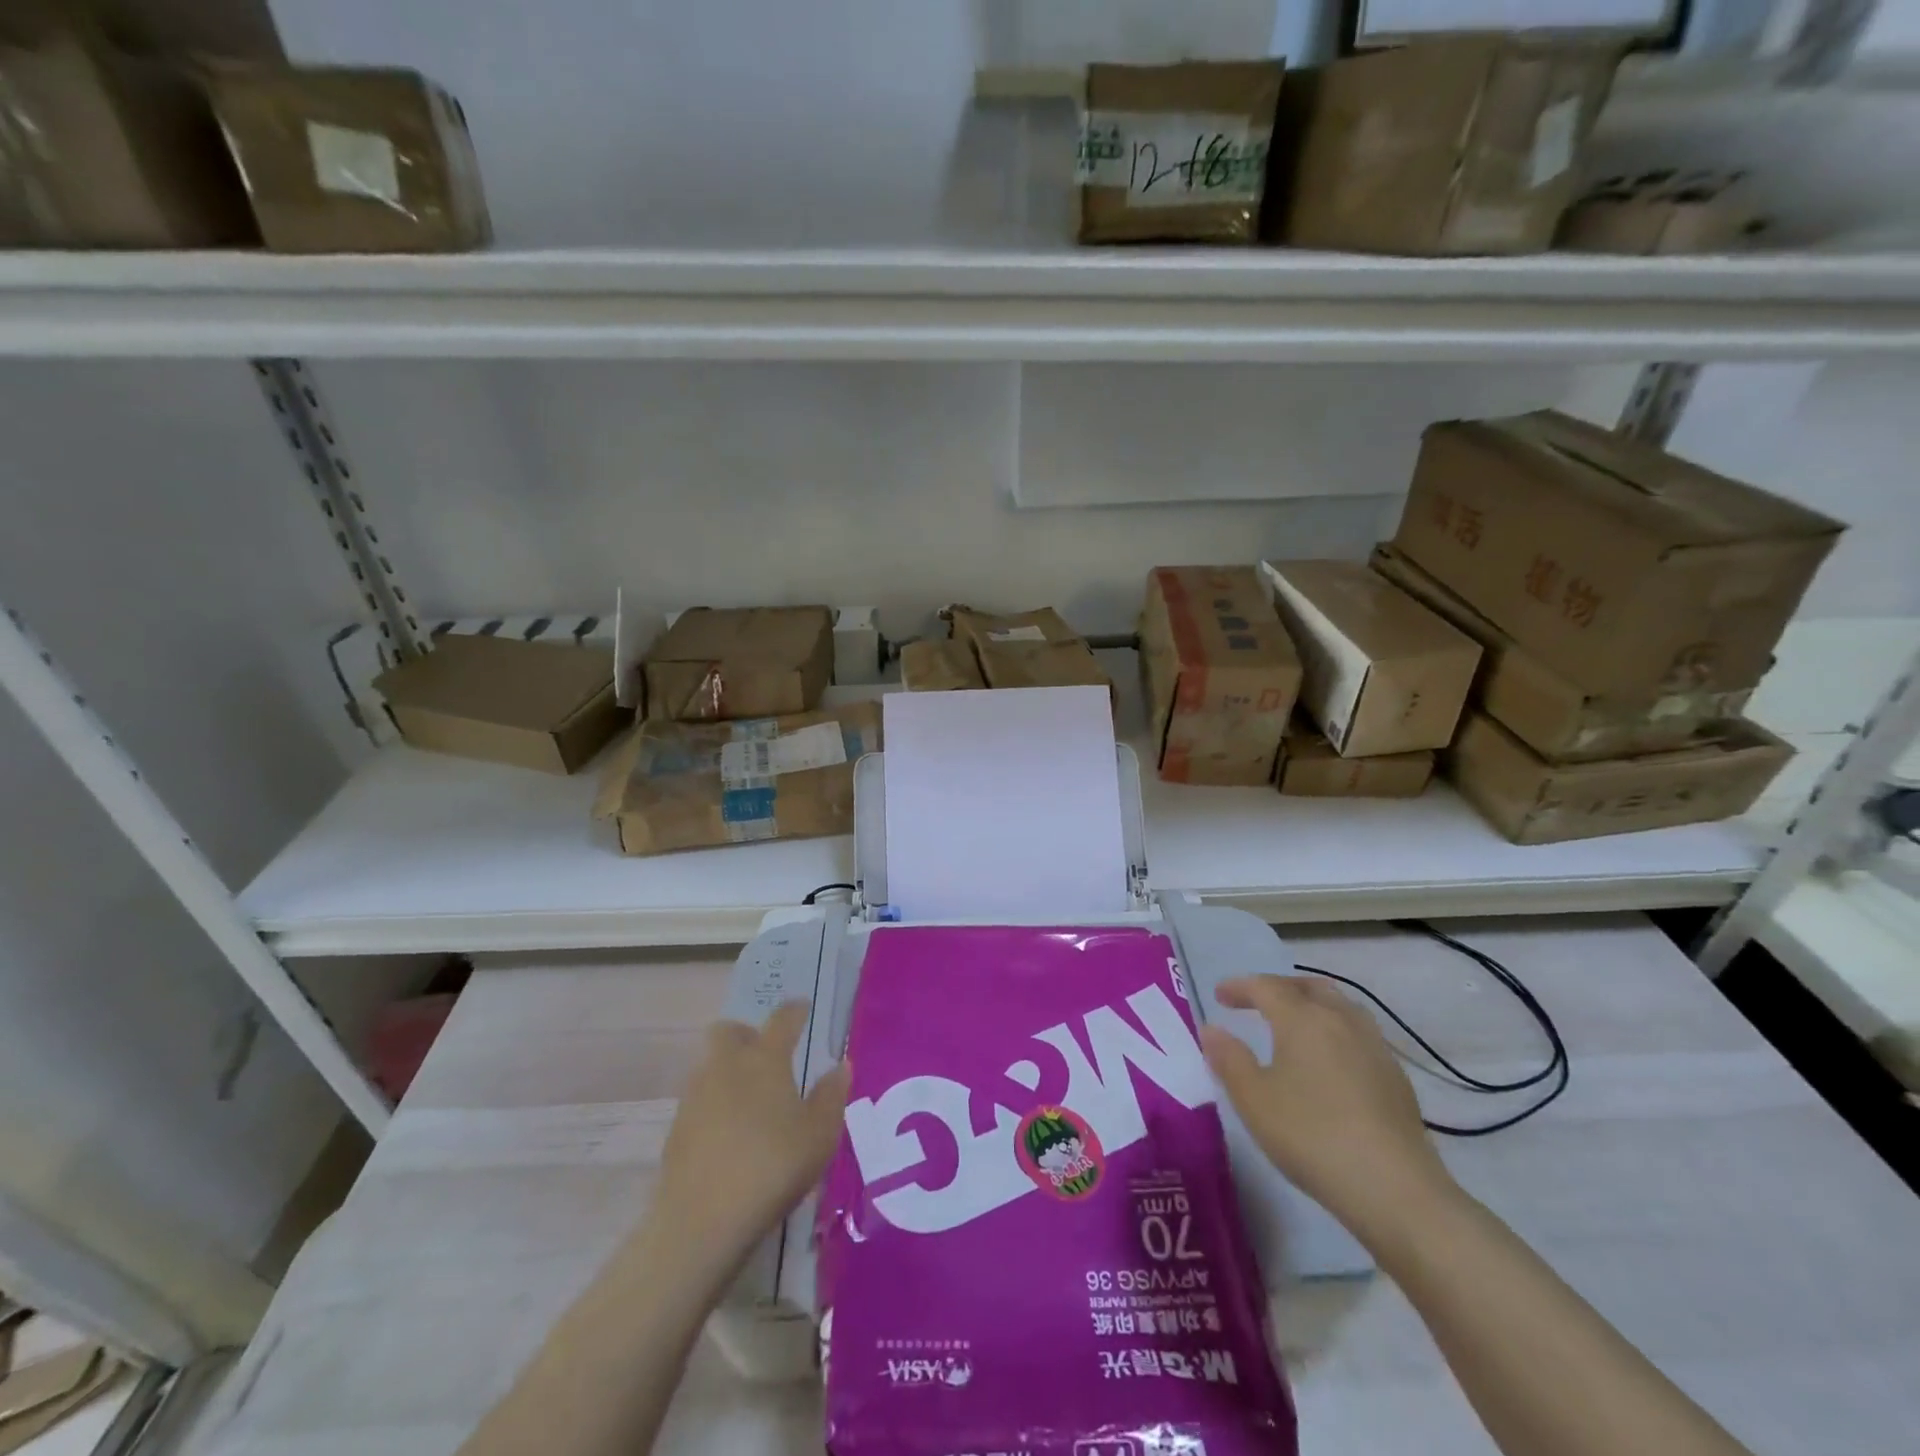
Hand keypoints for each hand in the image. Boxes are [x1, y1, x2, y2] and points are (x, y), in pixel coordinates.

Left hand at [647, 1004, 850, 1273]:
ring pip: (710, 1065)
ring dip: (728, 1071)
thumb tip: (840, 1065)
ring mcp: (695, 1096)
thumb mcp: (819, 1134)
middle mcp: (726, 1066)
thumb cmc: (773, 1167)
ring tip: (751, 1102)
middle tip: (767, 1056)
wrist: (701, 1221)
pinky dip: (714, 1106)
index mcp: (765, 1058)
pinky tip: (729, 1136)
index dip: (794, 1010)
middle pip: (729, 1031)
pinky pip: (698, 1101)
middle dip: (747, 1034)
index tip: (802, 1008)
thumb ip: (831, 1095)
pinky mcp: (676, 1129)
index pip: (782, 1018)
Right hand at [1199, 975, 1456, 1242]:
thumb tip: (1211, 1029)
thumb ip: (1229, 1059)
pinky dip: (1336, 1031)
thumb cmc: (1311, 1135)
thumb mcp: (1254, 1100)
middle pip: (1310, 987)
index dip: (1240, 987)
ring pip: (1341, 1007)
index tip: (1219, 996)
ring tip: (1295, 1025)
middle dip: (1280, 987)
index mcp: (1302, 1019)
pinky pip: (1359, 1034)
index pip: (1266, 987)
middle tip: (1258, 1002)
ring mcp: (1374, 1047)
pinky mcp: (1396, 1077)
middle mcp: (1341, 1020)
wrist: (1394, 1189)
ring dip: (1313, 1005)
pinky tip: (1330, 1061)